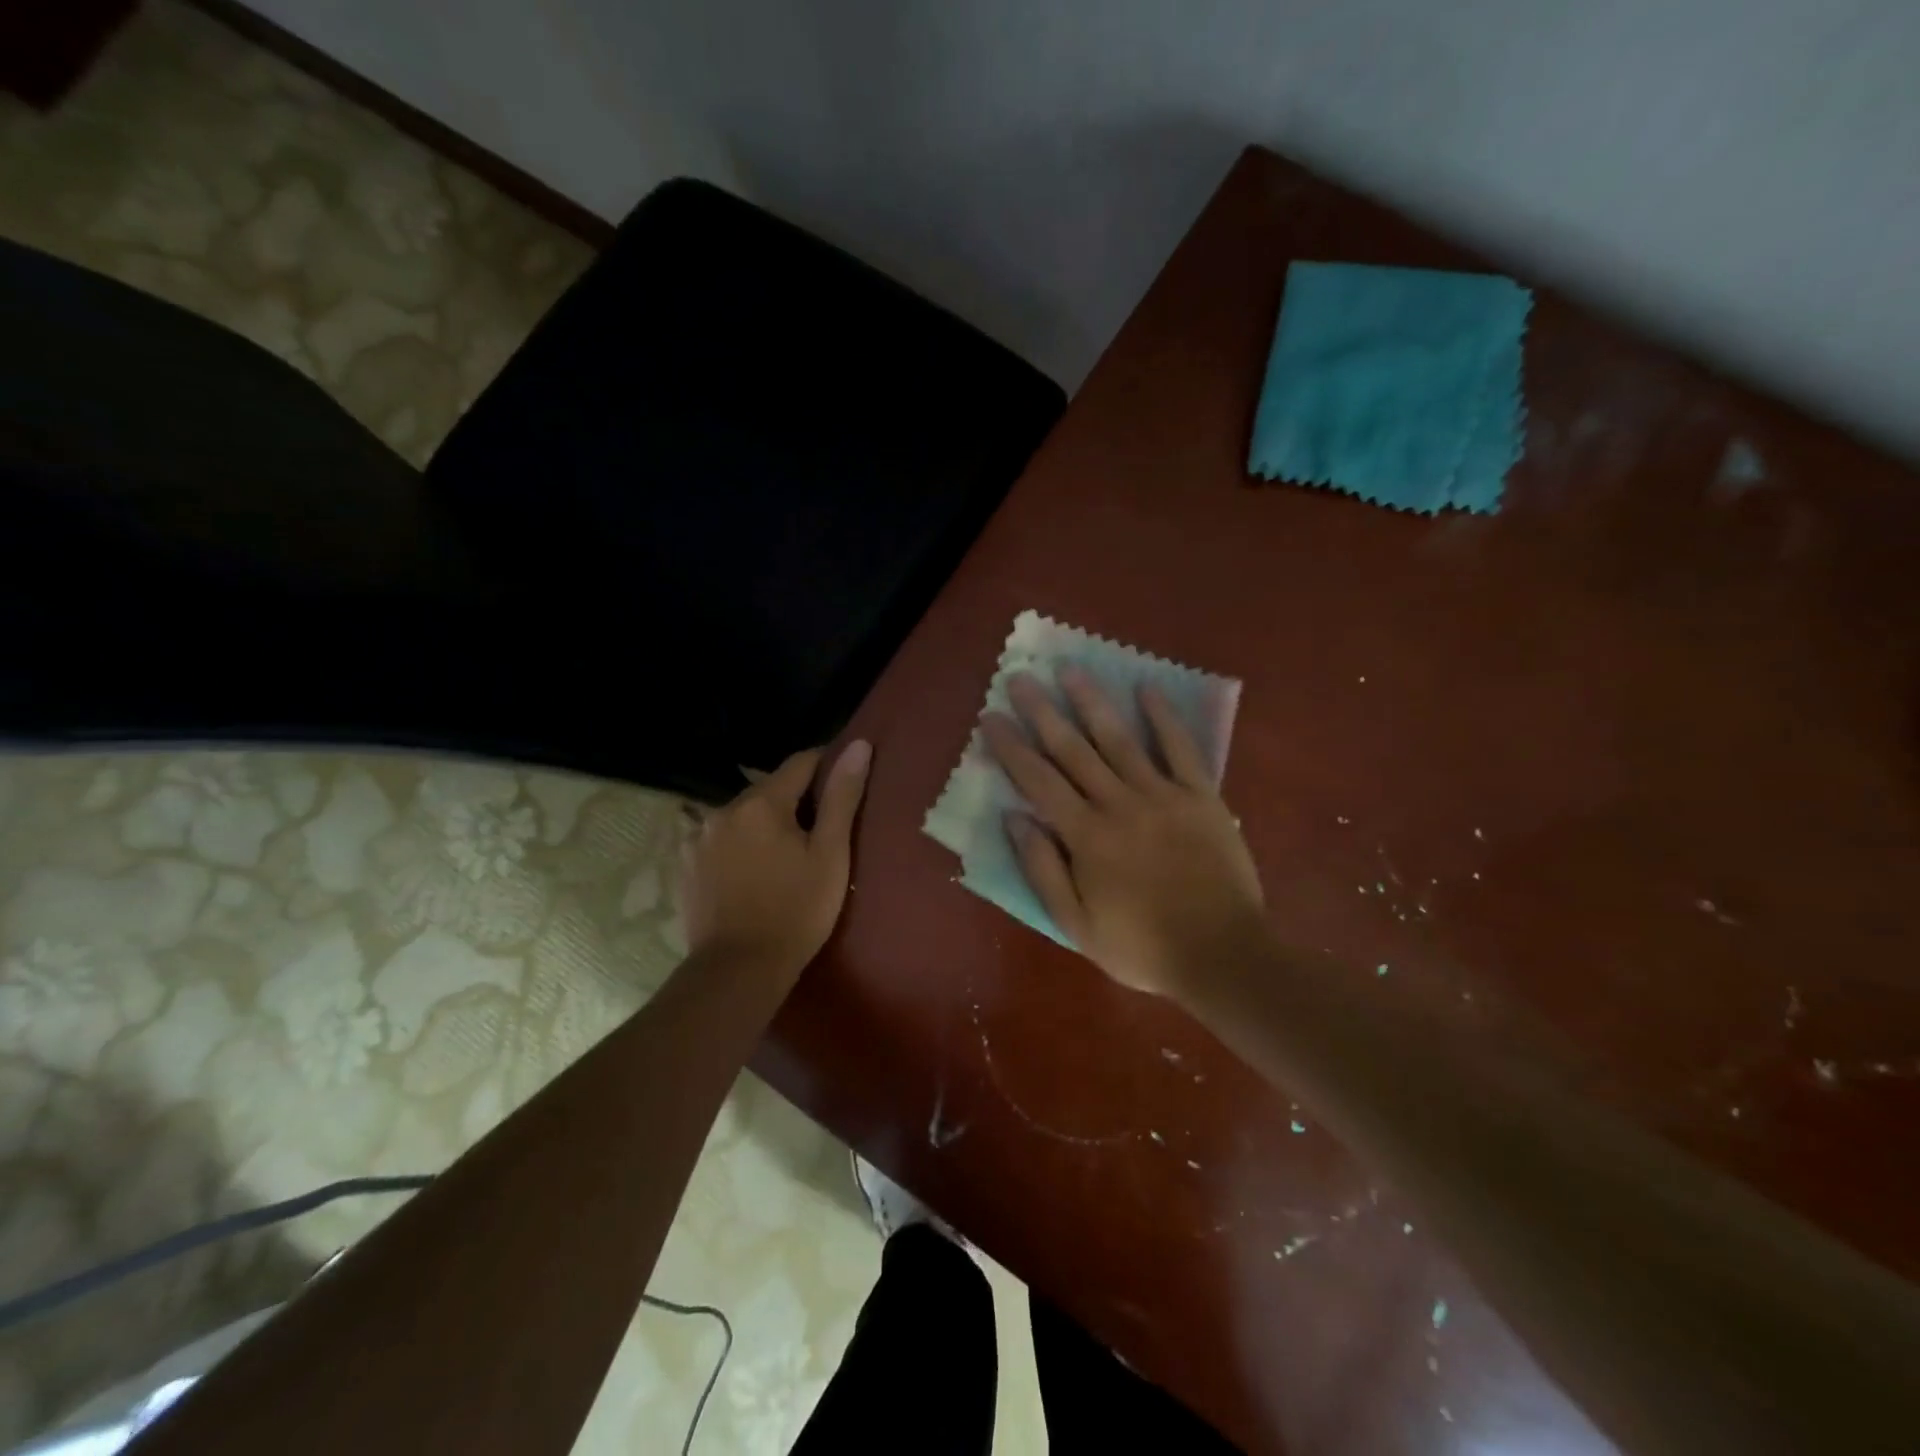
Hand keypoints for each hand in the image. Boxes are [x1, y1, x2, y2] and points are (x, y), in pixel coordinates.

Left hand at [681, 741, 871, 980]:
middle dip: (795, 801)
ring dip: (765, 823)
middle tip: (820, 832)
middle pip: (769, 790)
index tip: (844, 786)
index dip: (826, 768)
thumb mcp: (830, 854)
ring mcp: (699, 838)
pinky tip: (754, 872)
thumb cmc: (796, 911)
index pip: (800, 763)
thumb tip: (858, 745)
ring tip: (786, 855)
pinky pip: (722, 840)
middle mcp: (723, 810)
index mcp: (761, 802)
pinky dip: (741, 845)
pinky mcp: (687, 865)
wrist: (739, 971)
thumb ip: (843, 796)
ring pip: (744, 815)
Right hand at [982, 670, 1265, 997]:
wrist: (1221, 955)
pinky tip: (1148, 689)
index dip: (1011, 747)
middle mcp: (1118, 804)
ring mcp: (1162, 795)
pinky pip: (1180, 749)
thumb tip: (1013, 818)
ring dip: (1092, 702)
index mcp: (1085, 836)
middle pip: (1073, 750)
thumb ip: (1042, 869)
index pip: (1038, 781)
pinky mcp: (1201, 796)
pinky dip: (1164, 718)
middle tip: (1020, 678)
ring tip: (1070, 669)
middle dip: (1042, 712)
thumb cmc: (1142, 946)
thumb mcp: (1076, 924)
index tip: (990, 717)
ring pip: (1119, 739)